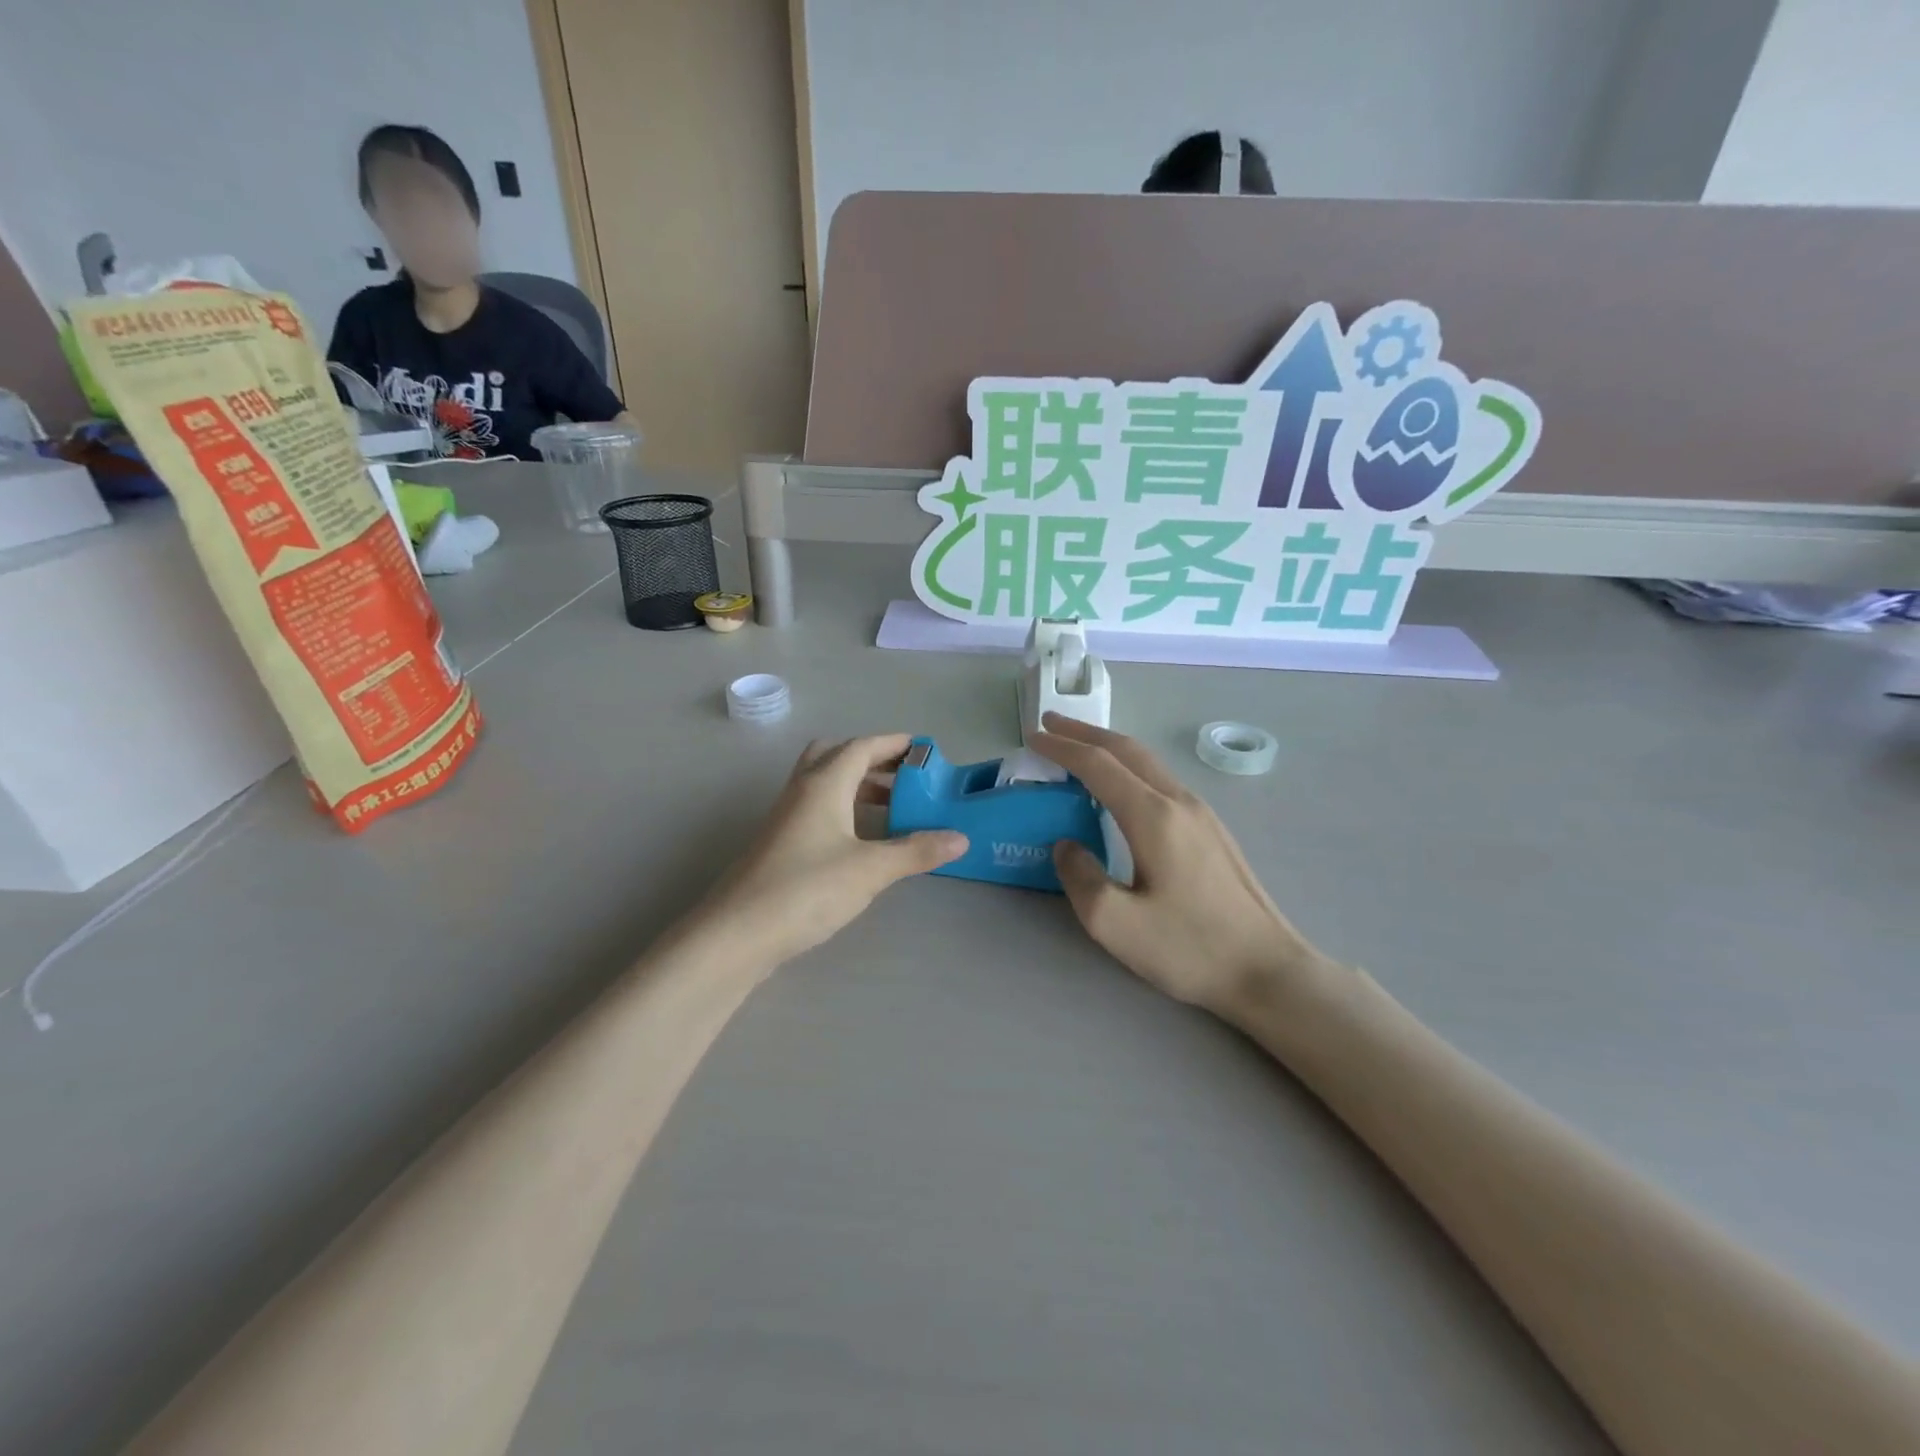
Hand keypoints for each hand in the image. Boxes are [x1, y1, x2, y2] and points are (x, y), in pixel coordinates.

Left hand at [698, 735, 967, 966]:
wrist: (738, 933)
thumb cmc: (807, 889)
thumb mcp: (871, 870)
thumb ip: (916, 851)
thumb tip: (960, 838)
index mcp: (824, 783)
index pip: (862, 747)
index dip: (894, 744)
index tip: (923, 750)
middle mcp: (801, 791)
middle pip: (836, 756)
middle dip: (871, 760)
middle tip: (904, 778)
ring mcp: (785, 817)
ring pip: (824, 783)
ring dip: (857, 787)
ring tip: (892, 809)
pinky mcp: (779, 843)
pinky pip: (816, 809)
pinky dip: (843, 810)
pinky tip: (860, 840)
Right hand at [1033, 714, 1336, 1020]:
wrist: (1268, 971)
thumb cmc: (1189, 948)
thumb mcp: (1115, 924)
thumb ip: (1080, 877)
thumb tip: (1067, 845)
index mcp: (1153, 817)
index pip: (1098, 765)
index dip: (1062, 747)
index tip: (1032, 736)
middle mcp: (1179, 802)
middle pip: (1127, 750)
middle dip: (1085, 732)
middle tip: (1051, 723)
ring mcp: (1201, 814)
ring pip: (1148, 763)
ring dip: (1109, 748)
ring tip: (1079, 747)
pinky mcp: (1212, 831)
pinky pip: (1161, 781)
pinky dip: (1129, 767)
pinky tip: (1120, 787)